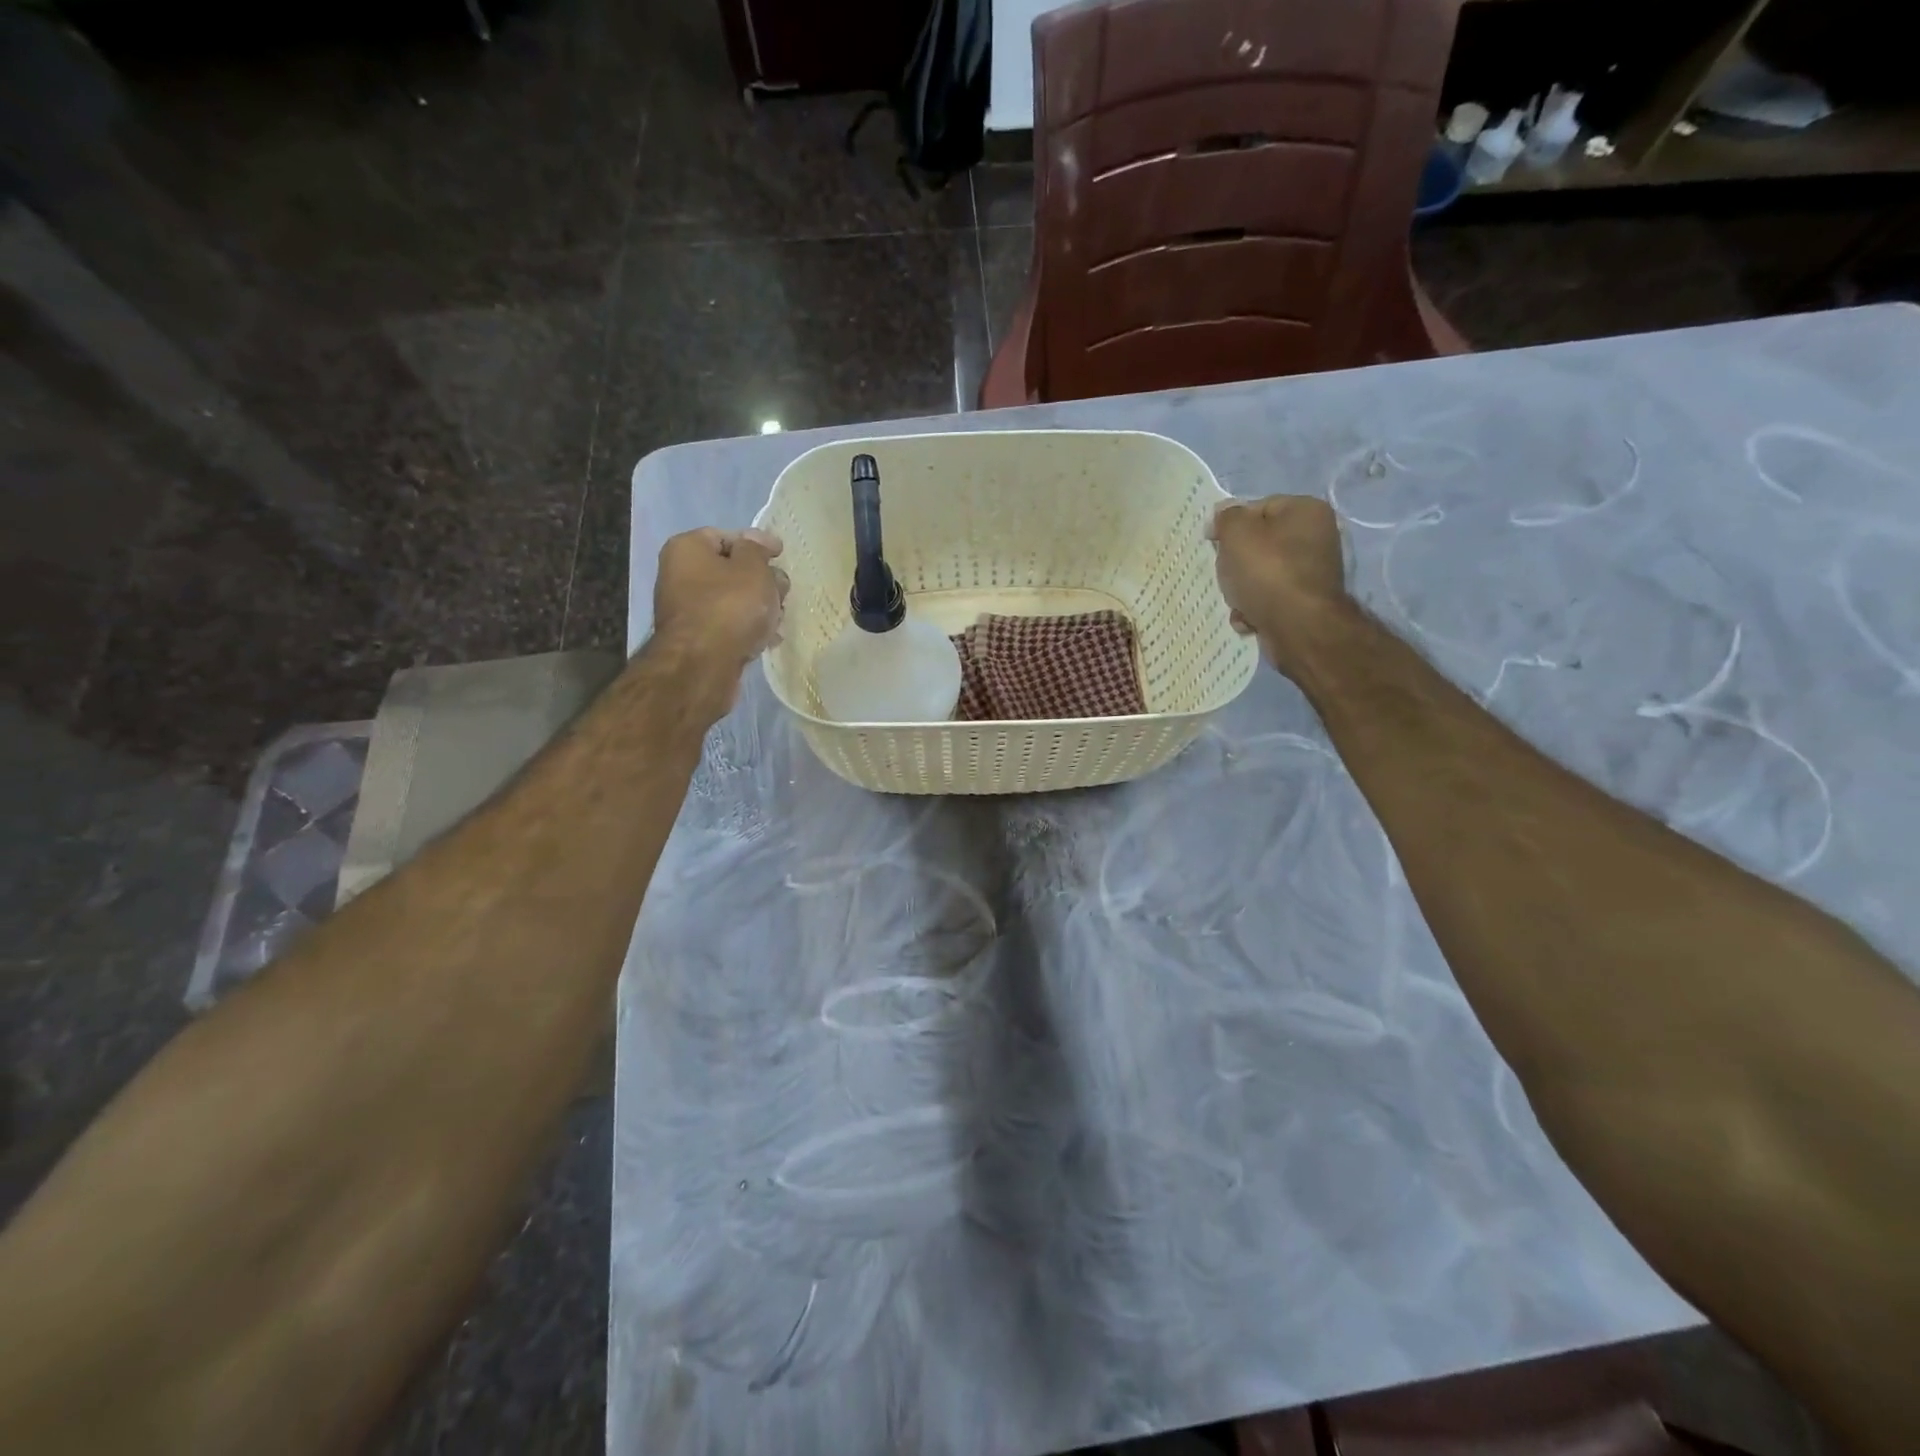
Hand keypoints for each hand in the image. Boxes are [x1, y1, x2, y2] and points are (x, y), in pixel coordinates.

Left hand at [652, 526, 788, 676]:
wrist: (703, 664)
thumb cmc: (730, 606)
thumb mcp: (753, 568)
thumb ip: (757, 549)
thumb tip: (756, 541)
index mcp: (687, 548)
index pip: (726, 536)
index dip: (756, 543)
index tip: (780, 554)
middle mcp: (679, 574)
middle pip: (729, 569)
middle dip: (761, 579)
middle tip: (783, 591)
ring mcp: (686, 609)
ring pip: (731, 599)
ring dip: (759, 606)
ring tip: (781, 618)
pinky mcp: (696, 638)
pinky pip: (727, 624)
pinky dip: (747, 627)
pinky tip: (768, 638)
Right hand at [1207, 495, 1349, 679]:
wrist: (1298, 627)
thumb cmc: (1268, 571)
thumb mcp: (1237, 533)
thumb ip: (1226, 518)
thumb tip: (1223, 515)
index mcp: (1306, 510)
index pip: (1259, 507)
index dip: (1231, 525)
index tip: (1214, 543)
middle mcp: (1317, 537)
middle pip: (1259, 544)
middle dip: (1236, 562)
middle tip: (1226, 574)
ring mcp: (1313, 573)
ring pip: (1261, 574)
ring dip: (1241, 590)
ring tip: (1237, 601)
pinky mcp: (1305, 603)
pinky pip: (1270, 599)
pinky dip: (1255, 609)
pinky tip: (1248, 618)